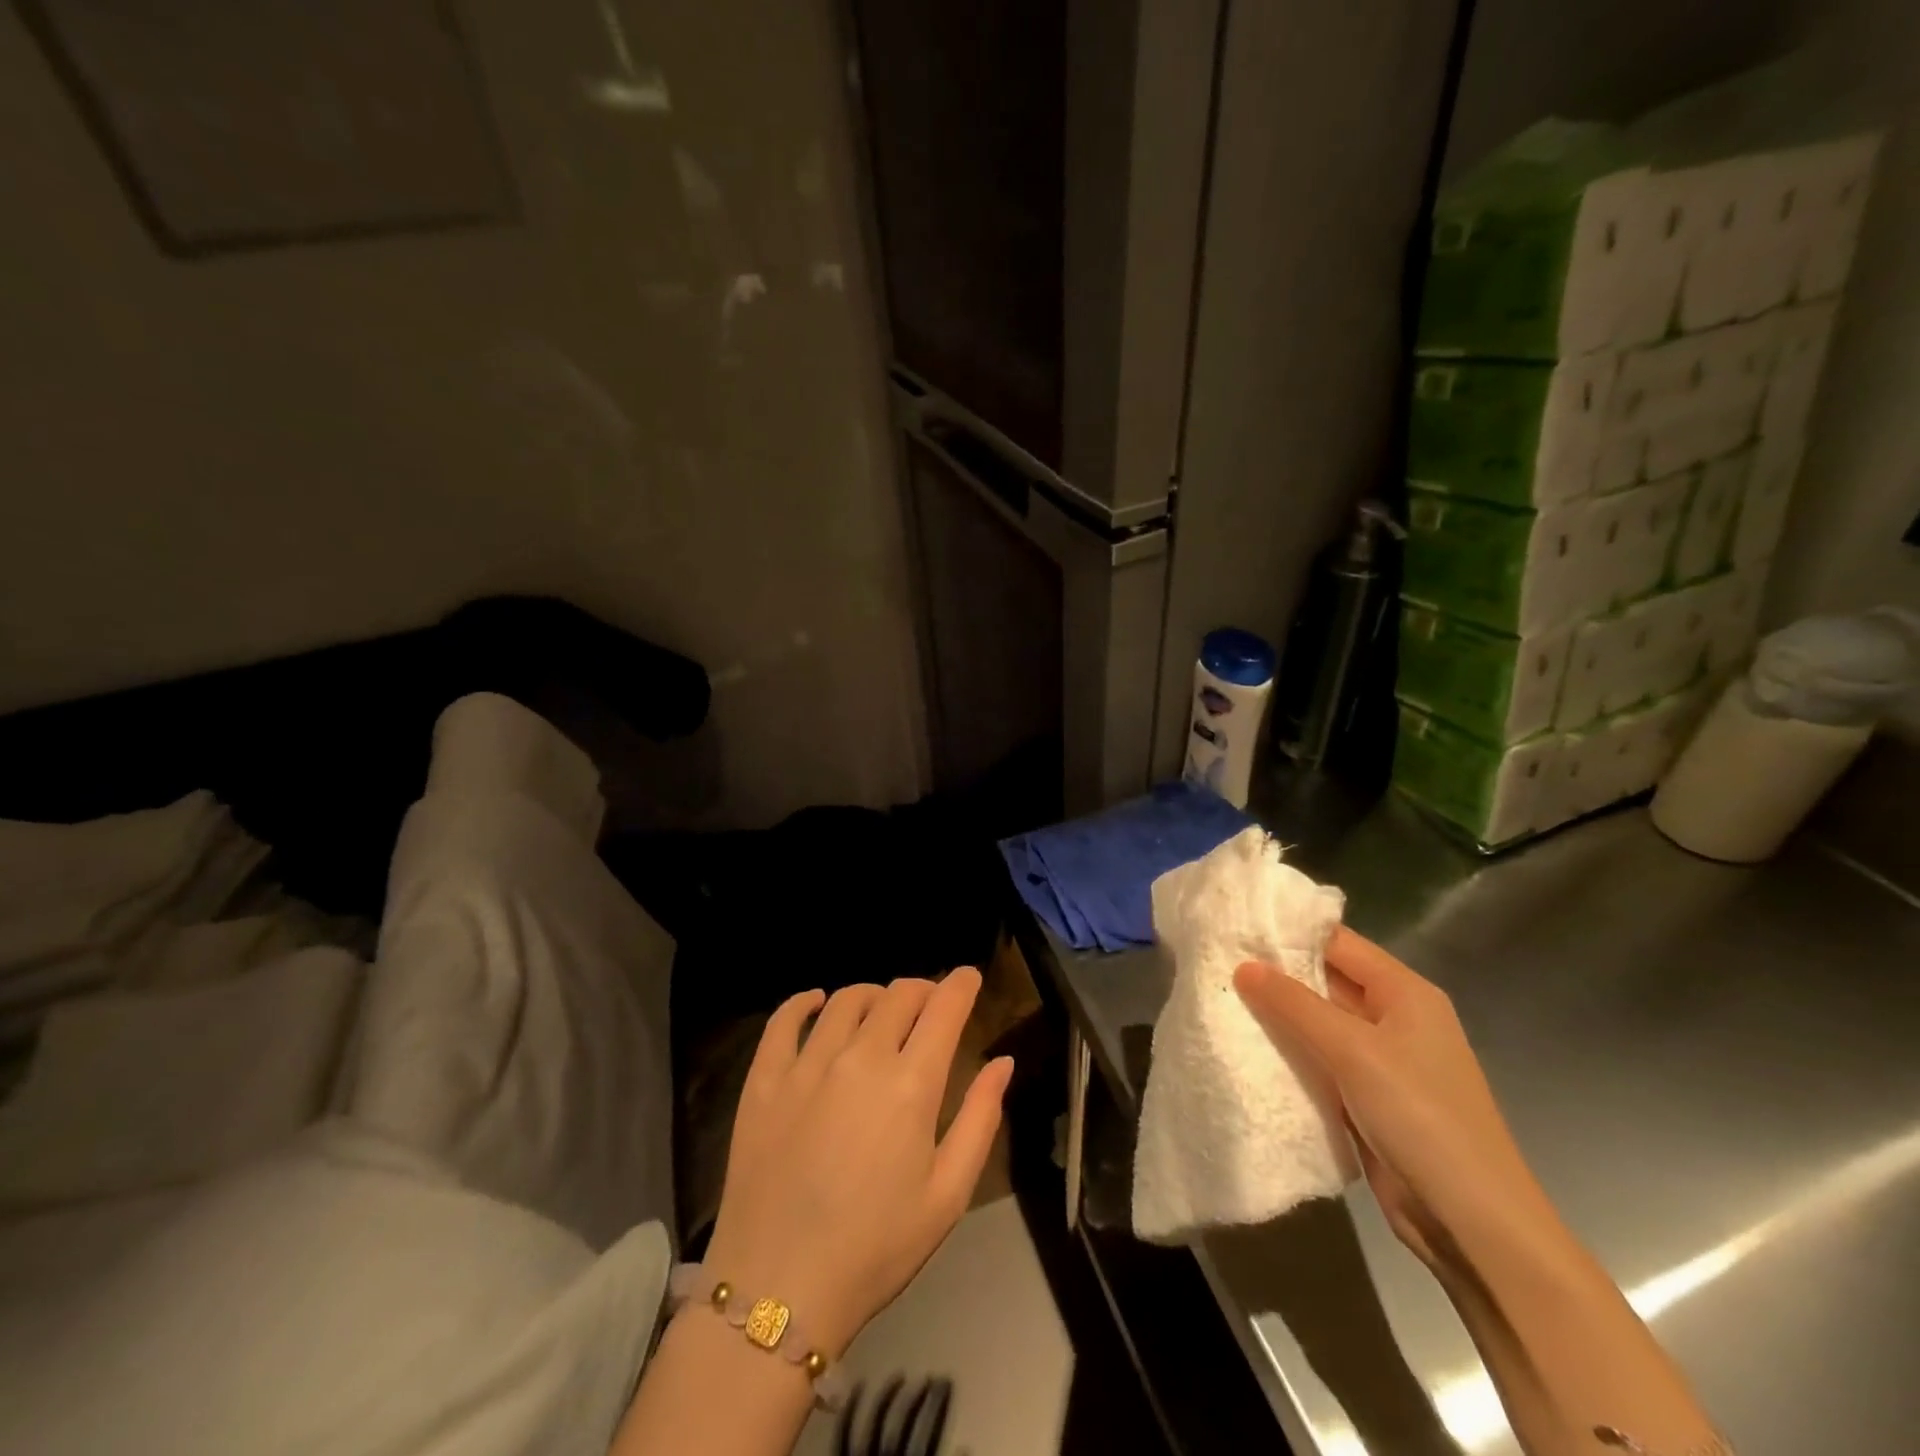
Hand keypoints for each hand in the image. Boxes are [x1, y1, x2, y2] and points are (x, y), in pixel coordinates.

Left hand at [701, 970, 1012, 1356]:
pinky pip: (783, 1020)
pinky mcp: (764, 1080)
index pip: (944, 1008)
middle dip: (923, 989)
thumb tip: (1003, 1061)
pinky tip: (816, 1003)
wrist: (779, 1290)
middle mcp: (860, 1058)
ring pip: (847, 1000)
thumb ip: (980, 1118)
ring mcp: (807, 1064)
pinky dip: (804, 1002)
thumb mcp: (948, 1194)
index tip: (969, 976)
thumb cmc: (876, 1247)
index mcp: (911, 1084)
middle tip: (930, 1003)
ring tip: (881, 1009)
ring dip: (874, 994)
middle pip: (898, 995)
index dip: (961, 984)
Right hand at [1234, 928, 1554, 1266]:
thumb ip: (1294, 1004)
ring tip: (1219, 998)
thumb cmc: (1421, 1117)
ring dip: (1278, 1017)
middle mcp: (1394, 1018)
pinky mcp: (1367, 1098)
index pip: (1338, 942)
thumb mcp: (1353, 1050)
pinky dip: (1289, 1055)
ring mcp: (1381, 1061)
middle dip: (1275, 975)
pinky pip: (1320, 1062)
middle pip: (1326, 981)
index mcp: (1405, 993)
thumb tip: (1243, 966)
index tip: (1235, 926)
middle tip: (1217, 962)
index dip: (1289, 932)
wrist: (1471, 1223)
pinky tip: (1246, 1047)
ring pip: (1319, 1024)